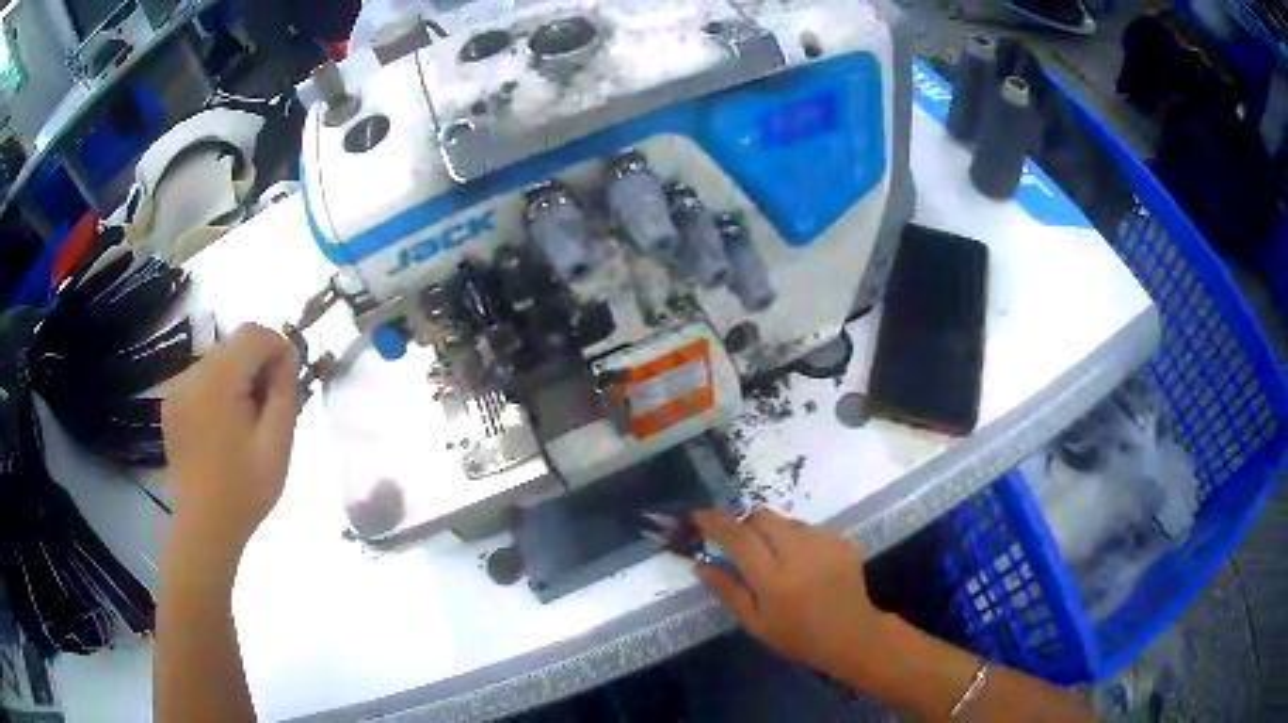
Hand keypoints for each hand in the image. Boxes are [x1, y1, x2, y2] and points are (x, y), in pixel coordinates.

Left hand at [162, 324, 298, 567]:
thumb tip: (284, 357)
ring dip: (238, 376)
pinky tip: (224, 425)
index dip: (276, 347)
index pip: (252, 333)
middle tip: (270, 405)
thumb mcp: (277, 445)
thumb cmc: (245, 491)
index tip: (288, 380)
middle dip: (257, 364)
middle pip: (233, 344)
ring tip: (246, 419)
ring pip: (218, 360)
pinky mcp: (172, 402)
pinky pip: (202, 377)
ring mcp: (177, 388)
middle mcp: (191, 375)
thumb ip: (284, 392)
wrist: (204, 527)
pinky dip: (219, 389)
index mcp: (216, 383)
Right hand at [693, 510, 886, 686]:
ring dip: (773, 531)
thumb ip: (727, 591)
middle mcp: (799, 553)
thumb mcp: (754, 623)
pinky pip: (809, 528)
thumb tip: (699, 564)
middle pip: (763, 517)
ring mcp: (824, 542)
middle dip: (745, 523)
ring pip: (787, 521)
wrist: (851, 634)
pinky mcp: (842, 539)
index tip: (698, 516)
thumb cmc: (797, 636)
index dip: (715, 522)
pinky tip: (802, 562)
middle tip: (740, 541)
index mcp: (773, 579)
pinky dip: (797, 539)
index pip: (738, 538)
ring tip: (775, 557)